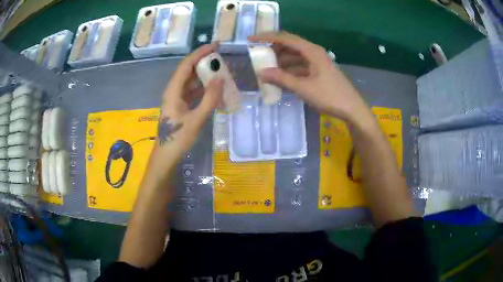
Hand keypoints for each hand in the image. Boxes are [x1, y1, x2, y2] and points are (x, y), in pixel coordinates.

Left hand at [155, 43, 222, 159]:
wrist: (166, 157)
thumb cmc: (178, 139)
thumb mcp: (196, 120)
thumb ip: (209, 99)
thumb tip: (220, 78)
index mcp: (173, 91)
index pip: (186, 65)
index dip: (200, 53)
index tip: (215, 45)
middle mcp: (173, 91)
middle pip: (188, 70)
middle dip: (203, 61)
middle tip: (221, 57)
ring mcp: (176, 99)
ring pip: (191, 81)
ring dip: (204, 75)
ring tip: (221, 70)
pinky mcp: (180, 106)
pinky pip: (192, 92)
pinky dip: (203, 88)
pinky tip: (214, 89)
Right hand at [249, 32, 367, 121]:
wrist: (351, 109)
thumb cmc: (329, 96)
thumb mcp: (303, 87)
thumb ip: (282, 78)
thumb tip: (261, 72)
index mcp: (312, 51)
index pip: (286, 39)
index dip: (267, 38)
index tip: (252, 39)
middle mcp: (314, 52)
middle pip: (290, 45)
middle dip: (273, 48)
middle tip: (258, 54)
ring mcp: (318, 62)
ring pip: (295, 56)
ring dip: (281, 60)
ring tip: (267, 67)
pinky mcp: (319, 71)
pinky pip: (301, 65)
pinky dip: (290, 69)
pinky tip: (281, 77)